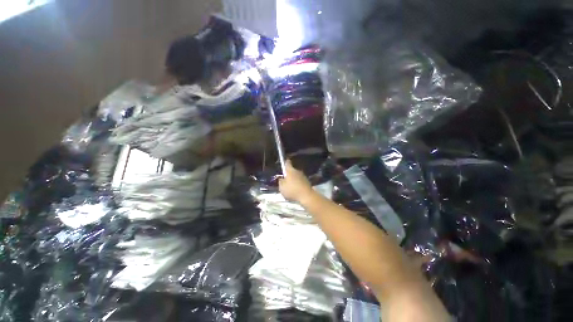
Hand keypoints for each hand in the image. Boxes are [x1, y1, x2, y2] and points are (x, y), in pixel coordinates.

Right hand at [279, 160, 313, 202]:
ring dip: (294, 179)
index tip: (284, 162)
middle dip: (289, 174)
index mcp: (290, 170)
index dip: (285, 162)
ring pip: (297, 176)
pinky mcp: (307, 182)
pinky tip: (296, 190)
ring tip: (290, 186)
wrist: (306, 196)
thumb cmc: (292, 190)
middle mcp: (297, 171)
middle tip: (285, 179)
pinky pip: (301, 181)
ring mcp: (303, 176)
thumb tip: (281, 179)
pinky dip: (298, 184)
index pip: (287, 163)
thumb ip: (280, 182)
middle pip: (292, 170)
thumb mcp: (282, 187)